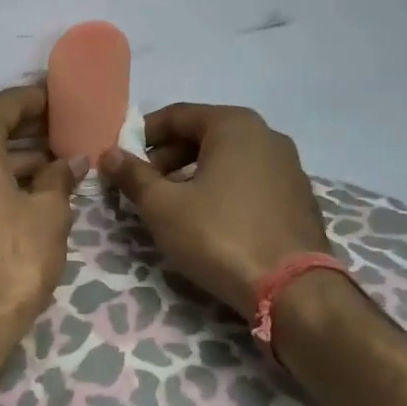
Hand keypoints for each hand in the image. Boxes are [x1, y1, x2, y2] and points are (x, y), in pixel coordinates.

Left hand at [0, 86, 87, 335]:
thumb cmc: (11, 257)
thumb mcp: (49, 213)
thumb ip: (60, 178)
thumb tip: (72, 161)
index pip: (9, 103)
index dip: (42, 100)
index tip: (69, 101)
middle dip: (32, 134)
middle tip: (71, 135)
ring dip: (16, 162)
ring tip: (60, 168)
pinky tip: (31, 195)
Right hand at [97, 103, 330, 319]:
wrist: (292, 290)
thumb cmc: (219, 236)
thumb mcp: (163, 206)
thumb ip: (132, 176)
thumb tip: (108, 155)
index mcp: (235, 125)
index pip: (176, 115)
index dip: (141, 136)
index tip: (121, 161)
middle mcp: (267, 135)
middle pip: (203, 135)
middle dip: (166, 158)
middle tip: (143, 188)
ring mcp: (288, 166)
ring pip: (226, 159)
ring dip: (193, 176)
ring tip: (171, 207)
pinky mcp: (298, 197)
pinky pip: (248, 181)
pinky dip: (222, 190)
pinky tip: (208, 222)